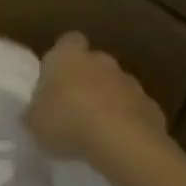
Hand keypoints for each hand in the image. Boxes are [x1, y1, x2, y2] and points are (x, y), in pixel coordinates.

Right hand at [24, 32, 171, 172]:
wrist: (123, 143)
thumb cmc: (67, 122)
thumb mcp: (33, 122)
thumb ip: (34, 113)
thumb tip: (36, 113)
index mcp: (68, 57)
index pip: (67, 42)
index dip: (61, 57)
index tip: (54, 78)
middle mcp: (101, 62)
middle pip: (93, 63)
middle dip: (84, 80)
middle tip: (70, 107)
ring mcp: (131, 83)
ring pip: (115, 86)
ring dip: (106, 101)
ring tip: (93, 129)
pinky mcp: (152, 108)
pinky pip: (134, 110)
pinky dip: (126, 121)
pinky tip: (115, 142)